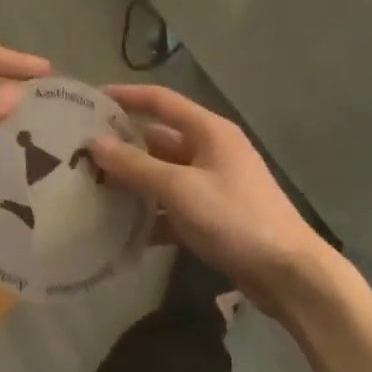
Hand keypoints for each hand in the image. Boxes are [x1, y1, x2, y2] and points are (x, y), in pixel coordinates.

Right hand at [89, 83, 334, 306]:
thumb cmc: (235, 218)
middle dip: (123, 145)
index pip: (160, 100)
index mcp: (209, 131)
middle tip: (82, 152)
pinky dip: (151, 215)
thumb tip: (94, 143)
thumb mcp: (180, 189)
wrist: (290, 276)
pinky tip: (122, 230)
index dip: (126, 96)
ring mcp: (213, 184)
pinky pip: (173, 206)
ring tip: (93, 188)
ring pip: (163, 174)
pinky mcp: (214, 216)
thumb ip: (136, 166)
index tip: (90, 100)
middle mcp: (211, 151)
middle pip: (159, 139)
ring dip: (134, 182)